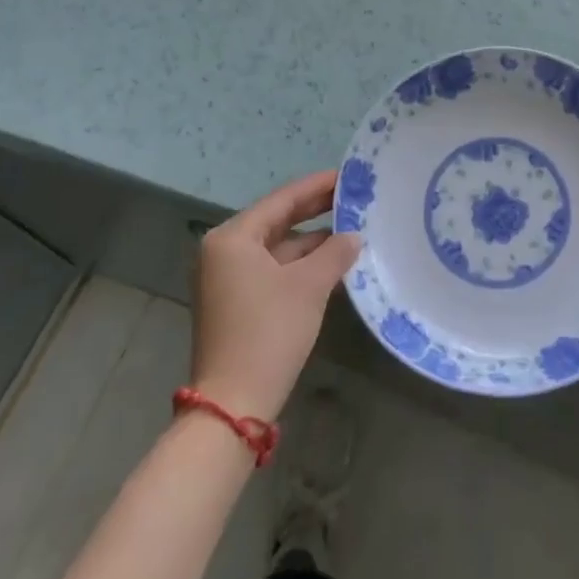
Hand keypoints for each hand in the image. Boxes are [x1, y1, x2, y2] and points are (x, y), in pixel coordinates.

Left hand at [190, 171, 359, 422]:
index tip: (348, 175)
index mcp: (233, 238)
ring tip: (352, 228)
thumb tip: (354, 236)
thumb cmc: (269, 332)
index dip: (317, 186)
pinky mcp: (236, 303)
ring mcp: (227, 279)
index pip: (282, 200)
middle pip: (277, 220)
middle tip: (353, 197)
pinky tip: (333, 262)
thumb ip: (335, 251)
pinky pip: (273, 269)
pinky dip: (300, 264)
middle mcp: (223, 252)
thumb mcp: (309, 286)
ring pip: (277, 247)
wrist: (233, 404)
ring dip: (312, 241)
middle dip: (315, 210)